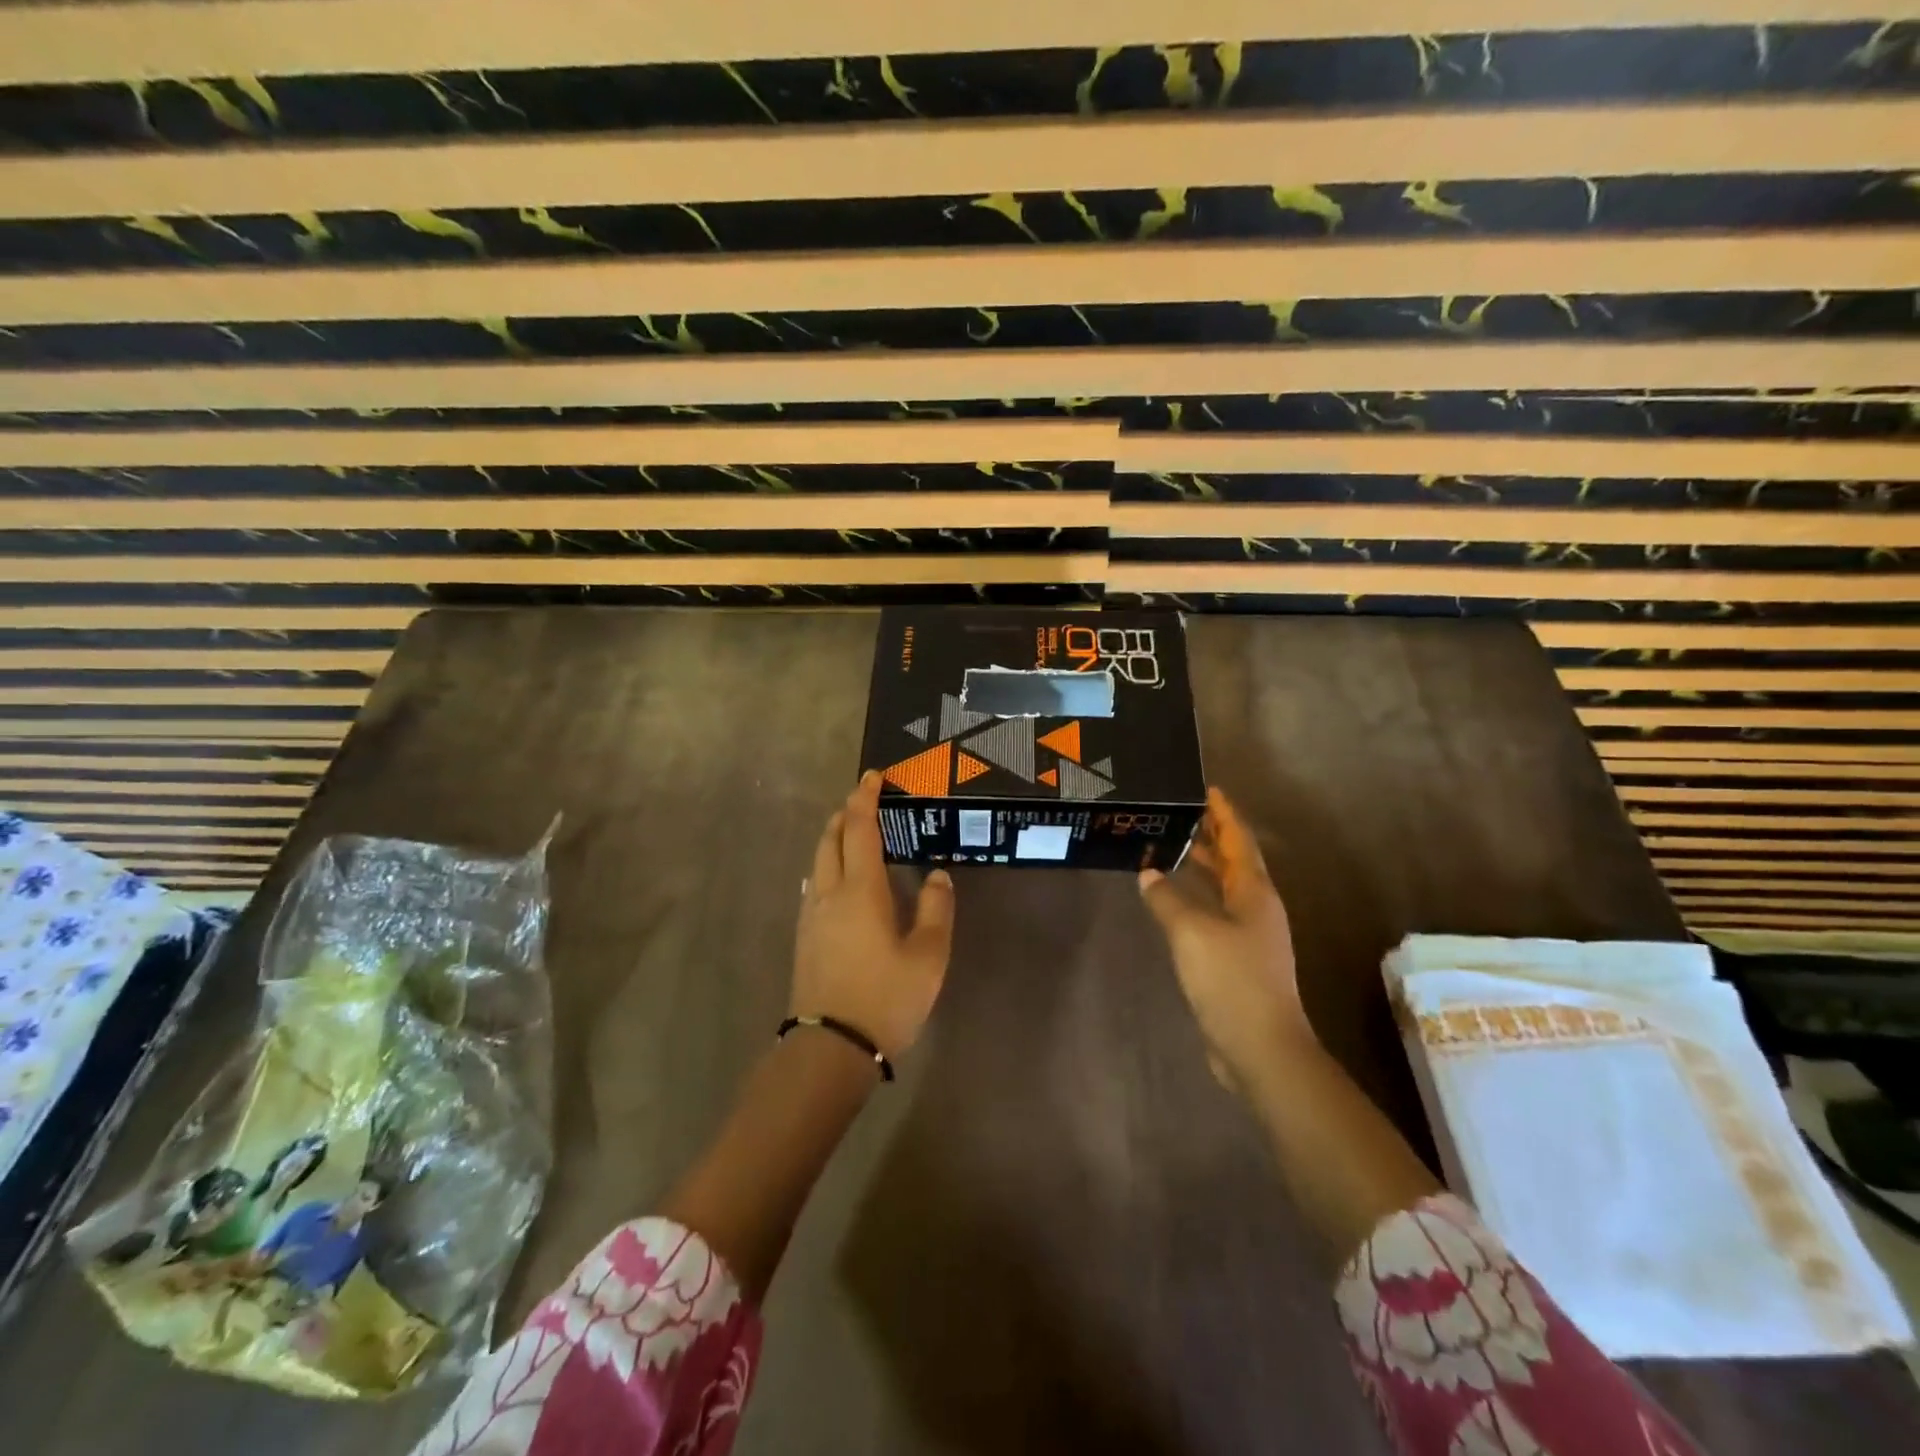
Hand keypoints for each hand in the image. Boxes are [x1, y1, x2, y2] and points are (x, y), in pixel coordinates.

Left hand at [792, 771, 955, 1058]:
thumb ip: (936, 909)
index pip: (860, 829)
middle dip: (846, 814)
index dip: (866, 798)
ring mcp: (811, 915)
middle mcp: (829, 893)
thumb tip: (938, 874)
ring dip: (834, 839)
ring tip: (855, 837)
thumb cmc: (885, 998)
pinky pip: (815, 884)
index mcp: (860, 890)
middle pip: (830, 838)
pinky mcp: (804, 936)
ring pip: (818, 861)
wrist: (830, 1049)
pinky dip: (828, 865)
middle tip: (866, 803)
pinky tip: (840, 881)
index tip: (874, 777)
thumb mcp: (928, 956)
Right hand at [1138, 787, 1312, 1089]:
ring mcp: (1248, 936)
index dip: (1223, 814)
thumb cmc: (1231, 979)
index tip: (1206, 789)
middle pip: (1233, 862)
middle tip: (1180, 814)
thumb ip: (1166, 898)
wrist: (1259, 1047)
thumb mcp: (1191, 931)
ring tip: (1171, 847)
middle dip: (1210, 836)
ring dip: (1201, 866)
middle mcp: (1255, 908)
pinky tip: (1171, 900)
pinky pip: (1213, 914)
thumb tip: (1149, 873)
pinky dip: (1194, 897)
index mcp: (1254, 893)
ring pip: (1223, 888)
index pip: (1238, 841)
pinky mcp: (1235, 960)